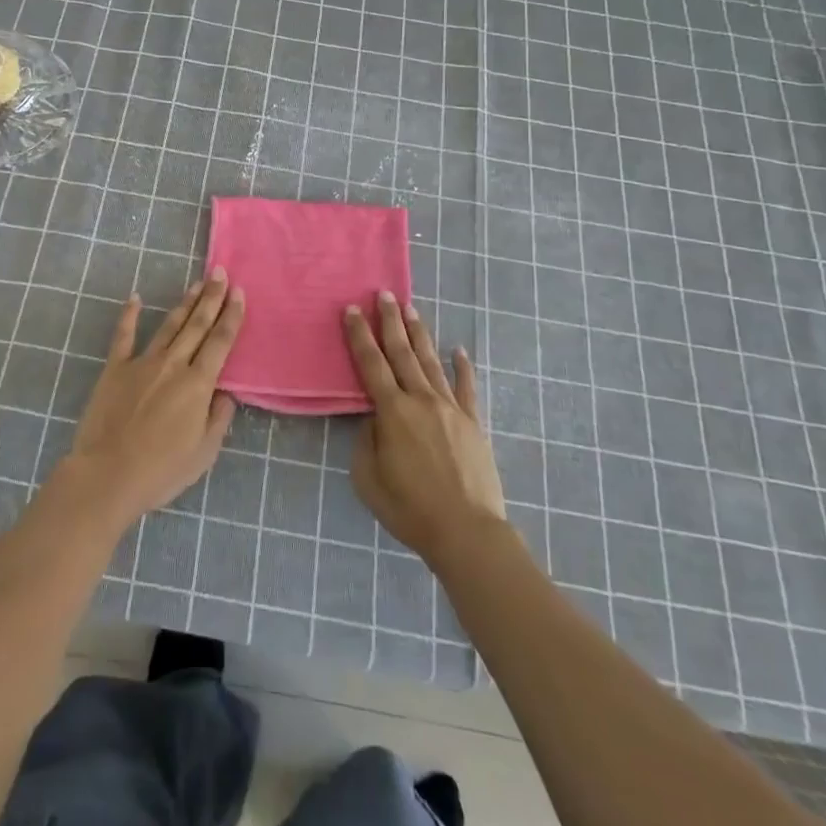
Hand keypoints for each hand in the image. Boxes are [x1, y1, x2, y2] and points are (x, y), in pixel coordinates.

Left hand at [60, 270, 242, 530]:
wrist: (108, 475)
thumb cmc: (161, 470)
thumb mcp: (204, 452)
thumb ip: (219, 418)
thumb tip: (226, 393)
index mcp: (198, 384)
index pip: (221, 341)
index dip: (232, 315)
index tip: (239, 292)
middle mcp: (174, 365)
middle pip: (197, 325)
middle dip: (211, 298)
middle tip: (220, 273)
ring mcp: (142, 363)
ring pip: (169, 325)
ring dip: (184, 303)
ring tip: (196, 284)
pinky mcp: (115, 369)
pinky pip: (123, 336)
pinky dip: (129, 315)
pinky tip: (135, 298)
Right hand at [344, 291, 505, 565]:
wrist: (467, 531)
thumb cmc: (410, 509)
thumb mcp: (368, 479)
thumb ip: (367, 442)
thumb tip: (375, 420)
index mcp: (392, 412)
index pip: (370, 364)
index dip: (359, 335)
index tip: (352, 309)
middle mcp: (421, 400)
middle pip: (402, 353)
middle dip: (390, 321)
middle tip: (383, 294)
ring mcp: (450, 409)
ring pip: (431, 362)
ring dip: (419, 334)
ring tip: (411, 309)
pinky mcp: (473, 423)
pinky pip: (466, 388)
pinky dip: (463, 367)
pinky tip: (459, 350)